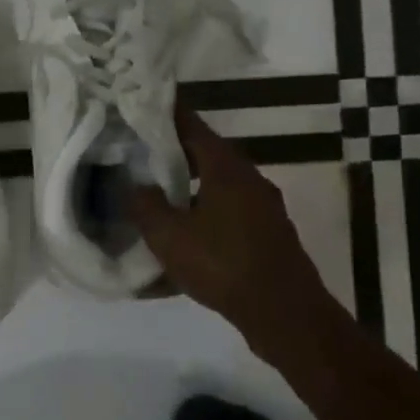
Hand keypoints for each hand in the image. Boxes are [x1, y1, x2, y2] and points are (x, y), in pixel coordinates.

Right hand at [129, 106, 350, 370]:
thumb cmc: (222, 265)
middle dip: (175, 155)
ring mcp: (264, 209)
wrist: (284, 313)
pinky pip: (229, 215)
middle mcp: (250, 180)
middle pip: (208, 156)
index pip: (193, 128)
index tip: (144, 106)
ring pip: (219, 187)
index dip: (168, 116)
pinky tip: (186, 238)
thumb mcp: (169, 236)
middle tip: (142, 155)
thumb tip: (135, 186)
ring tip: (160, 198)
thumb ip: (146, 206)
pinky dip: (205, 216)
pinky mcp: (268, 235)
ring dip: (191, 189)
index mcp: (227, 169)